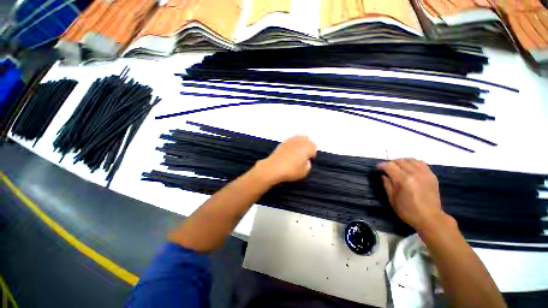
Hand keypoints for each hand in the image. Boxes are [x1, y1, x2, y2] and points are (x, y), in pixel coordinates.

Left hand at [254, 135, 316, 184]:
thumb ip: (308, 165)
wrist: (273, 168)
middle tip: (304, 155)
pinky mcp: (282, 142)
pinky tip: (289, 152)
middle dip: (307, 145)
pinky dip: (292, 144)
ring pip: (298, 138)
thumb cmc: (291, 170)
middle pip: (307, 139)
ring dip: (300, 143)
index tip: (309, 160)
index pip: (314, 147)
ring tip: (297, 152)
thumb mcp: (304, 172)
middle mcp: (299, 141)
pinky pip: (290, 140)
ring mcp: (290, 140)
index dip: (312, 154)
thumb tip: (306, 161)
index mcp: (307, 147)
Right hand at [377, 158, 451, 231]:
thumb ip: (387, 184)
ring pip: (410, 160)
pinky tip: (410, 168)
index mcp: (403, 180)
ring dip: (402, 161)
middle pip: (399, 161)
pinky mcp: (431, 176)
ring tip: (398, 167)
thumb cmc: (408, 211)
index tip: (378, 168)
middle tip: (387, 169)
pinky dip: (413, 163)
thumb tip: (383, 175)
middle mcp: (414, 173)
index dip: (381, 165)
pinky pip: (421, 163)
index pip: (389, 166)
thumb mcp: (392, 199)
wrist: (430, 218)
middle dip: (391, 163)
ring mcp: (425, 173)